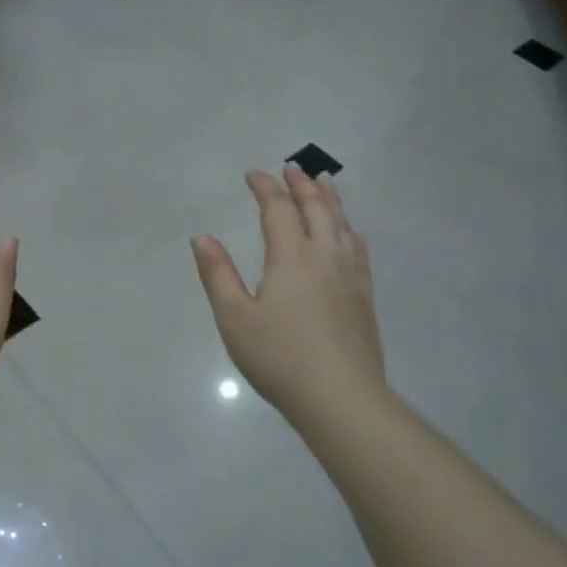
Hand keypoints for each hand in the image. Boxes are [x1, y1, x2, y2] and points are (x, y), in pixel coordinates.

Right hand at [192, 167, 386, 427]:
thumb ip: (218, 274)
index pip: (278, 210)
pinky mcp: (364, 296)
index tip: (253, 174)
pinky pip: (358, 248)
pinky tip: (349, 233)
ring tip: (323, 184)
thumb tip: (202, 237)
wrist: (340, 397)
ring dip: (329, 200)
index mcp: (291, 258)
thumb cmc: (279, 357)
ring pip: (342, 224)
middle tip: (291, 168)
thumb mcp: (235, 317)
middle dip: (301, 185)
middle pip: (317, 209)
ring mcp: (350, 276)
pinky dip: (349, 229)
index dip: (265, 188)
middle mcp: (325, 257)